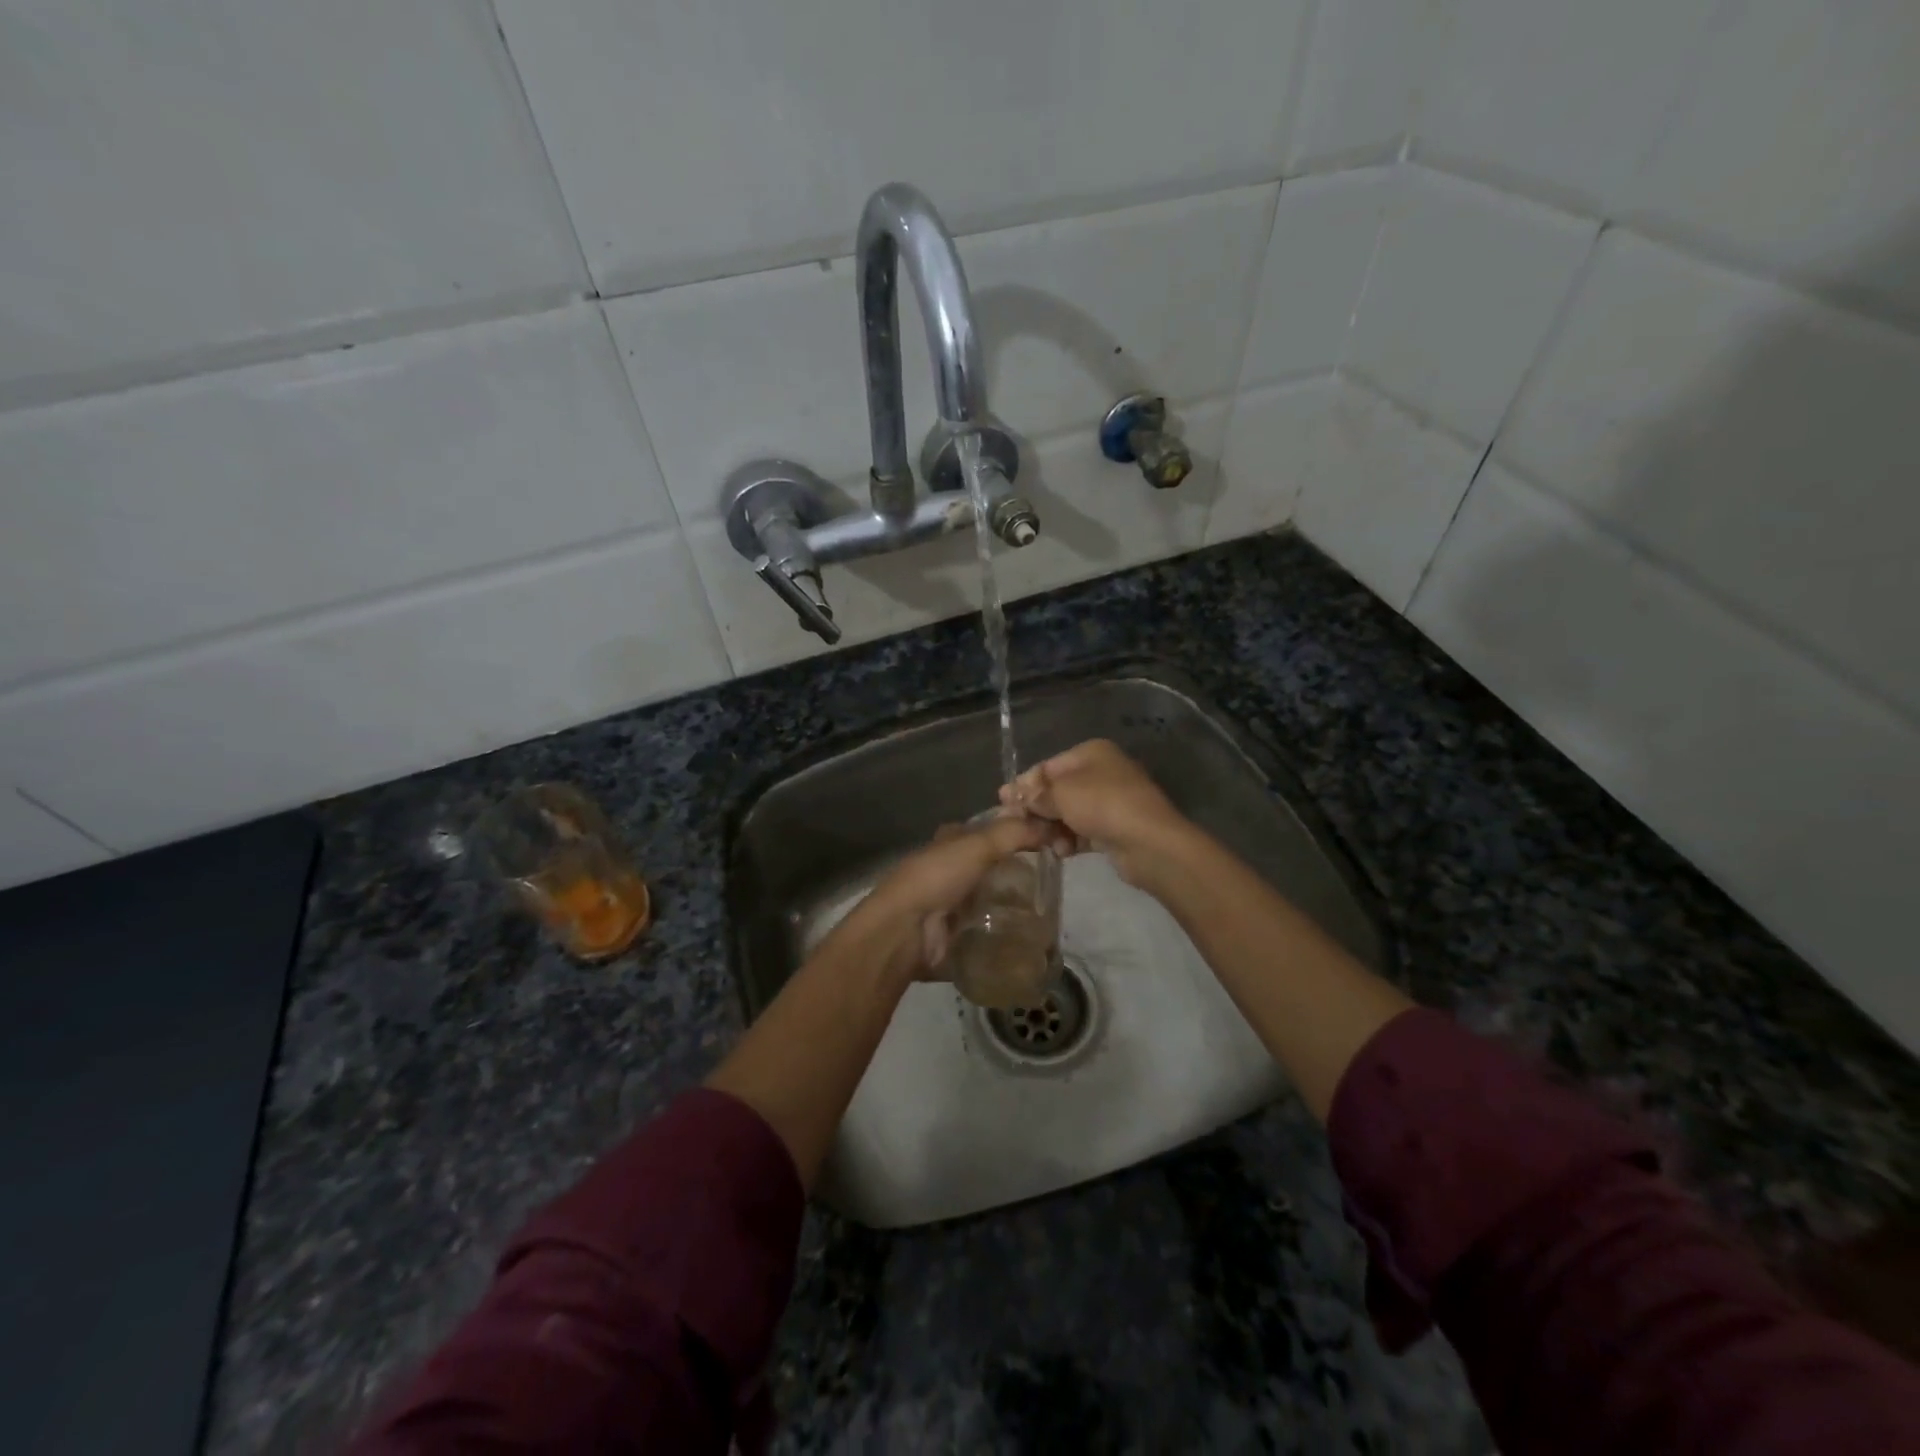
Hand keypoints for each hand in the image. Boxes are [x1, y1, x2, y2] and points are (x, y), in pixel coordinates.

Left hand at [841, 814, 1053, 980]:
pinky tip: (1033, 936)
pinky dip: (1006, 934)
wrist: (905, 931)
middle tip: (1054, 880)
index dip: (1013, 832)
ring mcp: (951, 905)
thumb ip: (1014, 833)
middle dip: (1017, 872)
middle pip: (991, 867)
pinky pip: (988, 932)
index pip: (986, 831)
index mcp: (949, 843)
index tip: (1047, 841)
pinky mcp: (956, 936)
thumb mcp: (978, 844)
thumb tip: (1051, 827)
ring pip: (991, 900)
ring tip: (1051, 910)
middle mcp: (949, 870)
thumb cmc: (937, 877)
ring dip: (1014, 905)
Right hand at [998, 739, 1190, 887]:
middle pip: (1058, 790)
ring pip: (1070, 812)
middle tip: (1015, 826)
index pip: (1048, 766)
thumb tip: (1013, 795)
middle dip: (1037, 808)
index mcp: (1092, 753)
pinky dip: (1070, 839)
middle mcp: (1102, 772)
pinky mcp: (1116, 828)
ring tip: (1040, 842)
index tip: (1002, 801)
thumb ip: (1035, 794)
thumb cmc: (1102, 805)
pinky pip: (1083, 830)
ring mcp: (1112, 801)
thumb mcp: (1061, 794)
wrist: (1150, 843)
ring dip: (1052, 827)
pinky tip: (1061, 852)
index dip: (1024, 784)